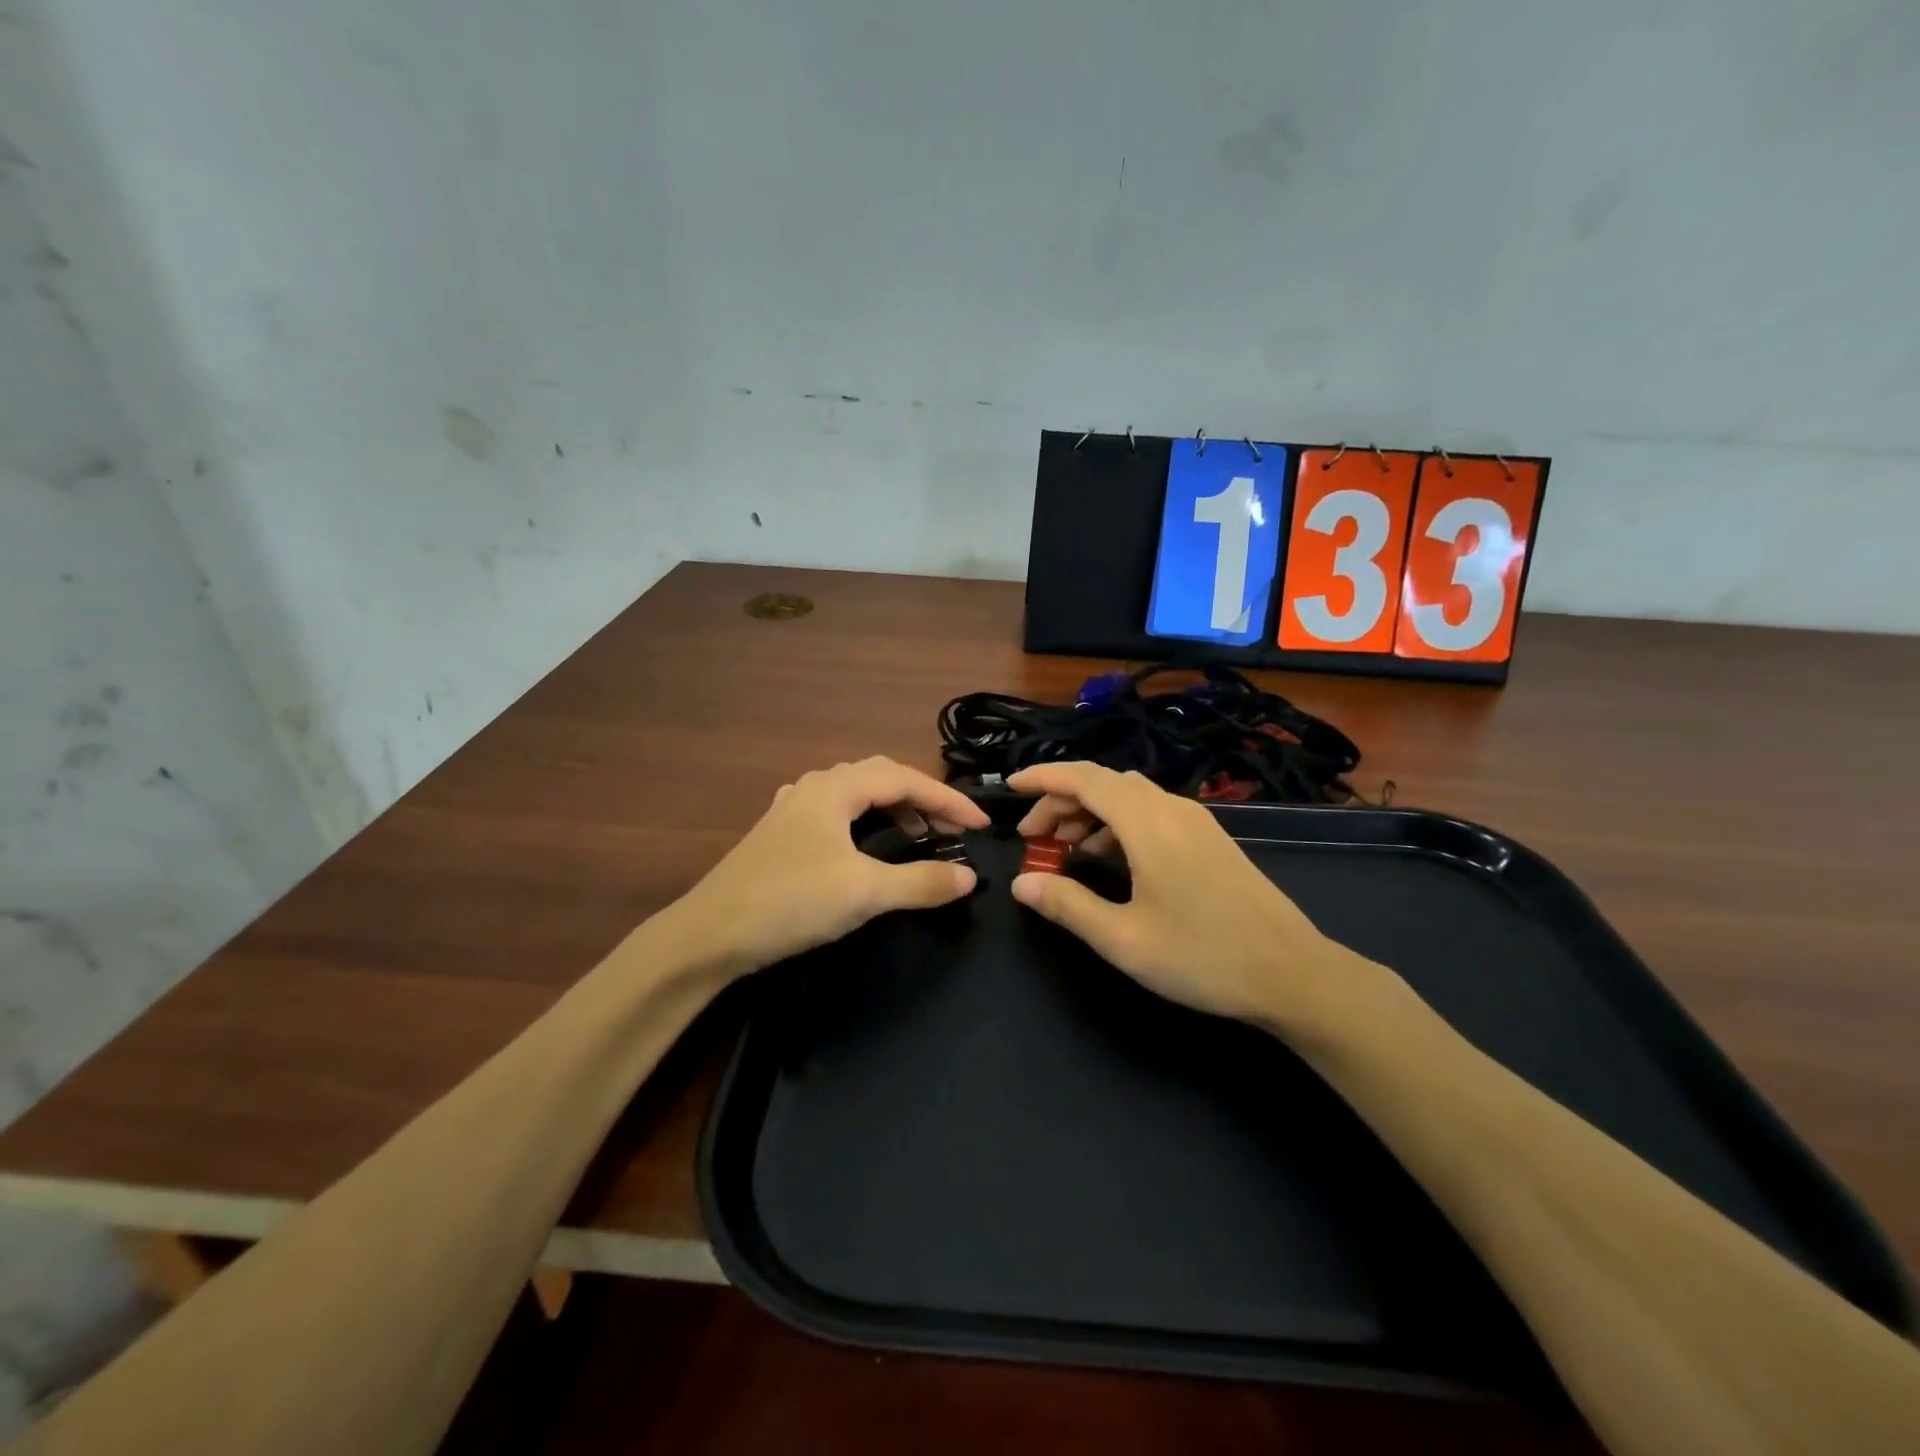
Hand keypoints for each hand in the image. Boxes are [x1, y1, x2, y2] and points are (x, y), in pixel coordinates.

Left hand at [663, 756, 989, 983]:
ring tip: (919, 834)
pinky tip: (868, 845)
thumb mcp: (863, 892)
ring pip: (856, 795)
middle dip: (922, 798)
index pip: (904, 779)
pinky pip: (837, 815)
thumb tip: (968, 877)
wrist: (708, 936)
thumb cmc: (789, 902)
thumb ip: (920, 882)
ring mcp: (793, 810)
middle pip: (880, 777)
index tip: (980, 826)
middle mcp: (813, 787)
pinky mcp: (781, 836)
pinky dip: (867, 823)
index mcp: (834, 788)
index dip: (948, 799)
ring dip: (893, 809)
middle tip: (952, 828)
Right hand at [1008, 762, 1389, 1037]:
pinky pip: (1151, 813)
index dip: (1043, 778)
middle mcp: (1172, 809)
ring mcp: (1196, 822)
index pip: (1084, 779)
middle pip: (1104, 784)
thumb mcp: (1124, 939)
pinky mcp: (1210, 839)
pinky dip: (1118, 824)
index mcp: (1148, 823)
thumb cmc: (1203, 957)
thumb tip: (1021, 884)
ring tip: (1065, 851)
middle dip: (1061, 802)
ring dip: (1090, 814)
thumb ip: (1067, 906)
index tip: (1010, 788)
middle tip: (1034, 840)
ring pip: (1129, 798)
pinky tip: (1110, 860)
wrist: (1294, 974)